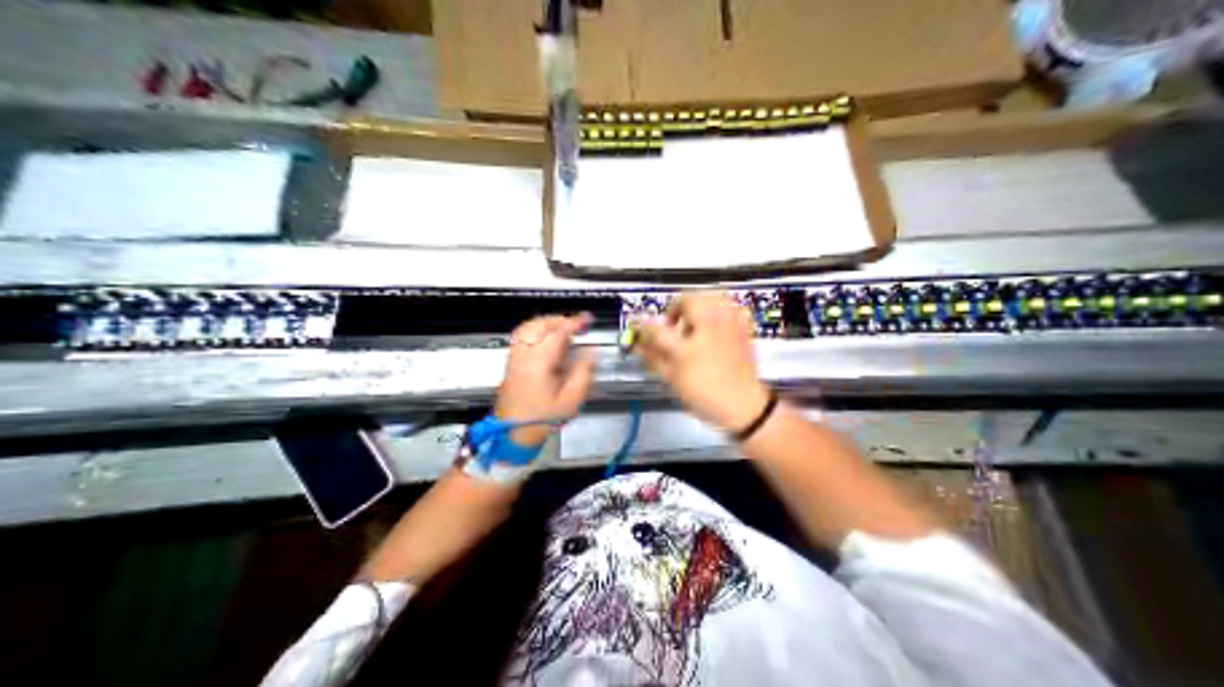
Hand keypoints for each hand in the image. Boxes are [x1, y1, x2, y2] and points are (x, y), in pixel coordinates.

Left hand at [492, 315, 597, 446]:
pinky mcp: (510, 363)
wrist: (514, 433)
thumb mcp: (571, 399)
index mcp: (539, 362)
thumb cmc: (544, 418)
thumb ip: (583, 372)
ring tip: (563, 327)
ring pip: (527, 327)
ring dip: (546, 322)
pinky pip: (521, 336)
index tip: (587, 320)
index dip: (574, 323)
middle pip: (539, 325)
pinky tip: (546, 338)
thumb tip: (590, 352)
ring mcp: (514, 357)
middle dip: (560, 319)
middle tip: (577, 323)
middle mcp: (523, 355)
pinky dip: (535, 330)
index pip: (557, 333)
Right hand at [635, 293, 766, 430]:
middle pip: (688, 299)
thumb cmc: (706, 396)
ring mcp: (729, 326)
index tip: (640, 328)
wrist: (744, 406)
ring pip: (712, 296)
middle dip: (675, 307)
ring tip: (693, 320)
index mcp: (687, 348)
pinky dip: (721, 308)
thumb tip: (639, 343)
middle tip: (672, 324)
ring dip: (698, 302)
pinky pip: (732, 306)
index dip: (643, 327)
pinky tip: (716, 321)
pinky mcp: (743, 327)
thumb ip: (653, 358)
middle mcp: (709, 330)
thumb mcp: (673, 380)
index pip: (656, 329)